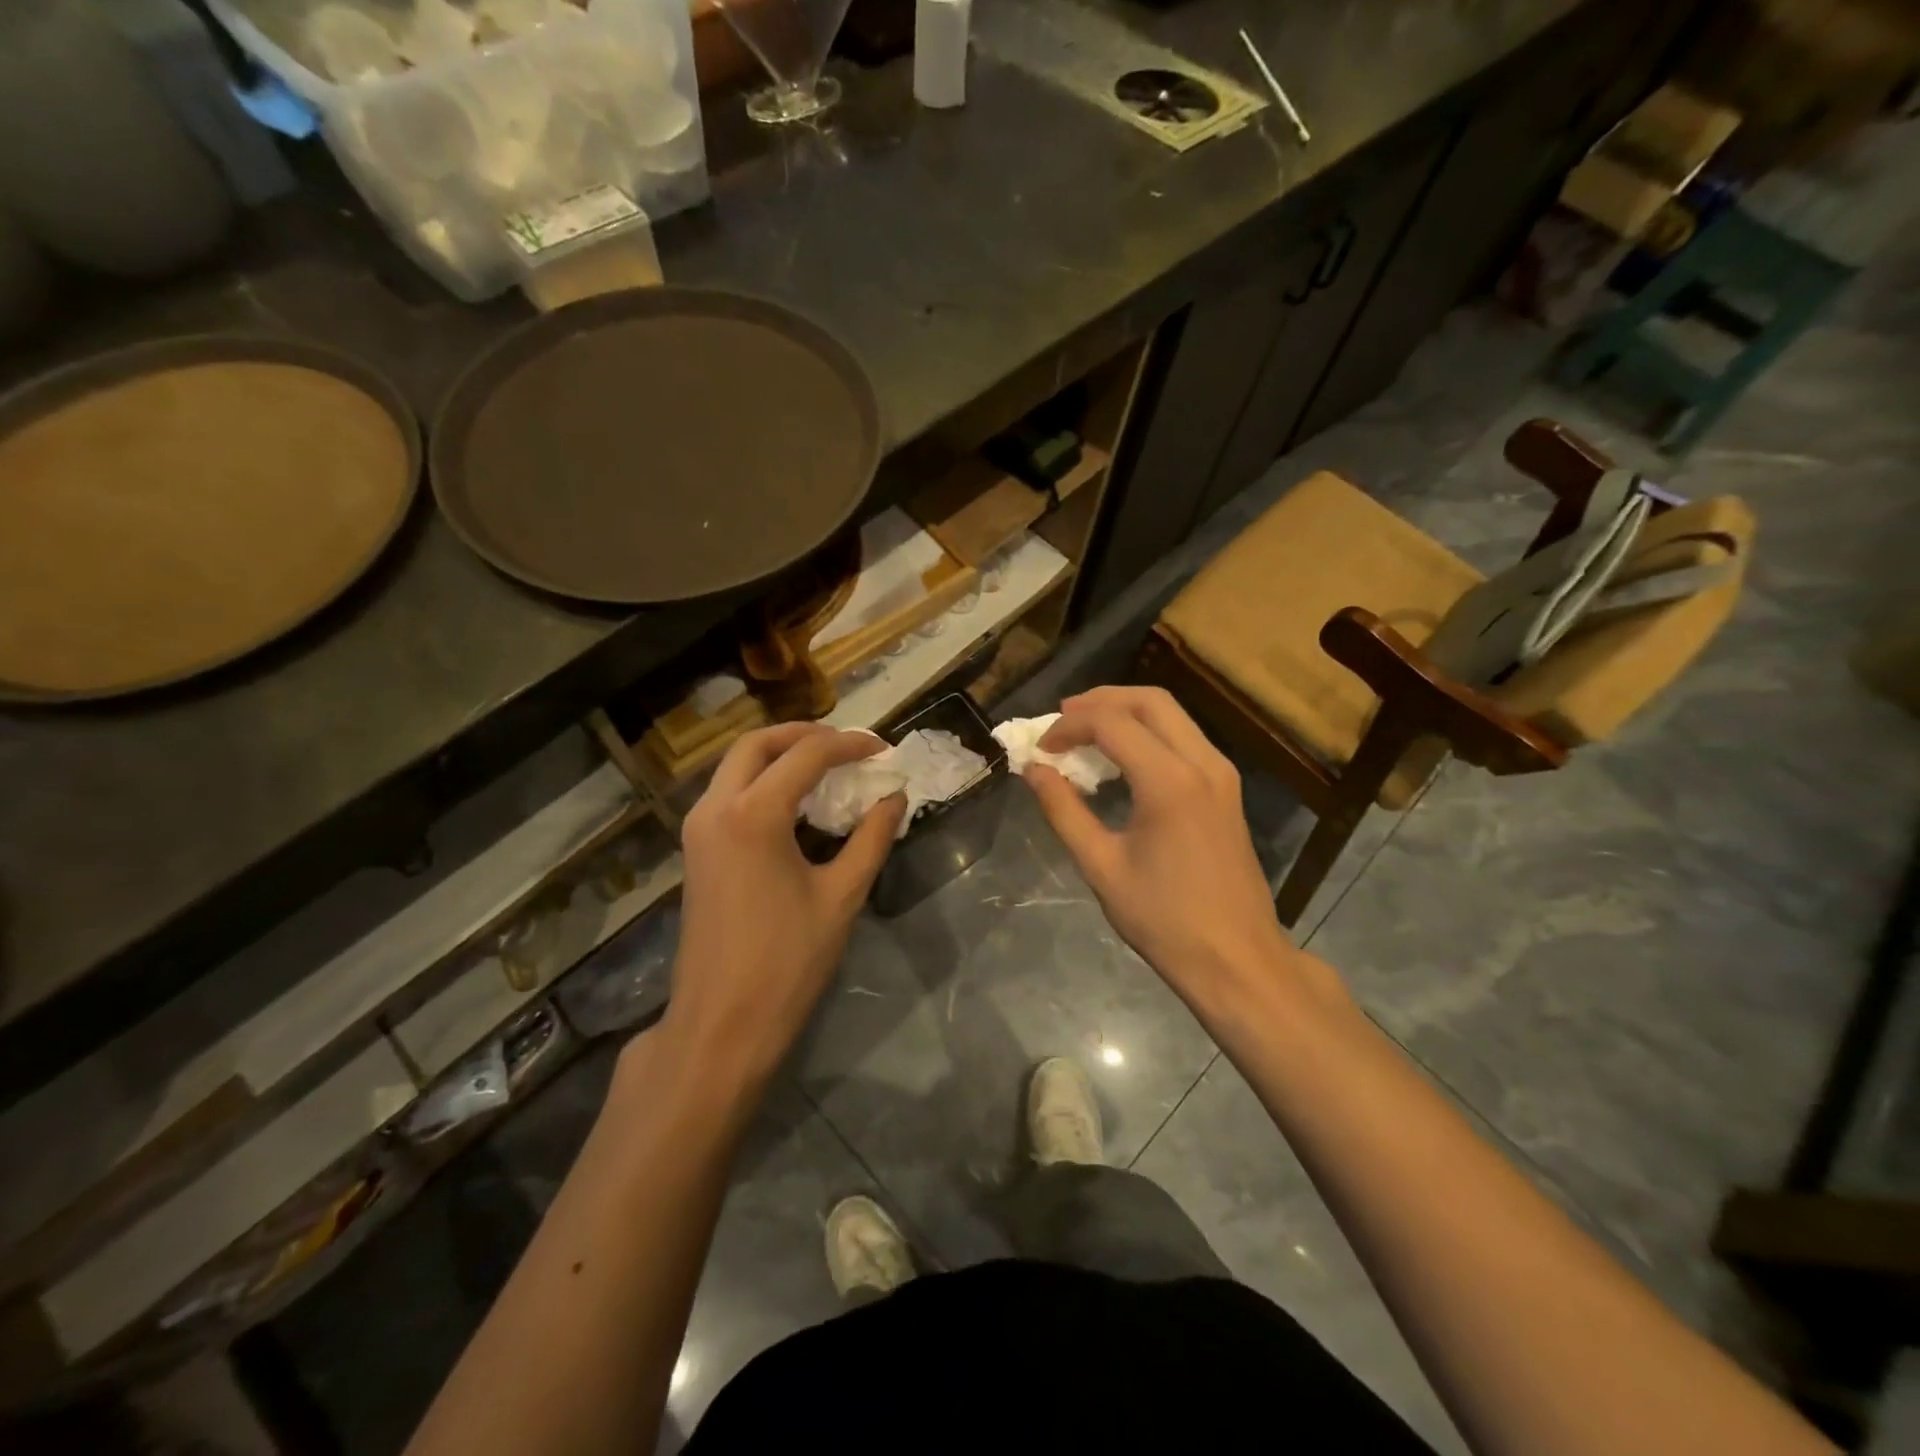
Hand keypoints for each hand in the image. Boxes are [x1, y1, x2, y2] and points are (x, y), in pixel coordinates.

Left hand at [663, 723, 904, 1084]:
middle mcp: (716, 808)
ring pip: (736, 765)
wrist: (720, 1024)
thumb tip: (894, 798)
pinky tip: (797, 801)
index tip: (882, 749)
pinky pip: (728, 792)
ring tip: (826, 765)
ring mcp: (698, 829)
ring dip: (779, 754)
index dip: (849, 745)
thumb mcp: (841, 896)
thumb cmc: (786, 962)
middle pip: (757, 744)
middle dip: (804, 735)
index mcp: (753, 815)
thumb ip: (872, 838)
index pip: (806, 756)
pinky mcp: (696, 849)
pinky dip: (762, 780)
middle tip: (847, 745)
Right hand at [1024, 687, 1306, 1017]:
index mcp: (1169, 781)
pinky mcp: (1227, 788)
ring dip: (1126, 712)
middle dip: (1100, 701)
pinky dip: (1149, 733)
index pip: (1111, 723)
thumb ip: (1064, 810)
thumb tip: (1034, 770)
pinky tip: (1122, 758)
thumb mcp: (1101, 867)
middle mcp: (1202, 763)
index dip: (1068, 726)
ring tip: (1085, 731)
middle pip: (1150, 701)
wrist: (1237, 960)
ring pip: (1172, 714)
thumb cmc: (1164, 920)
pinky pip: (1185, 738)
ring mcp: (1222, 773)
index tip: (1040, 749)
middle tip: (1061, 718)